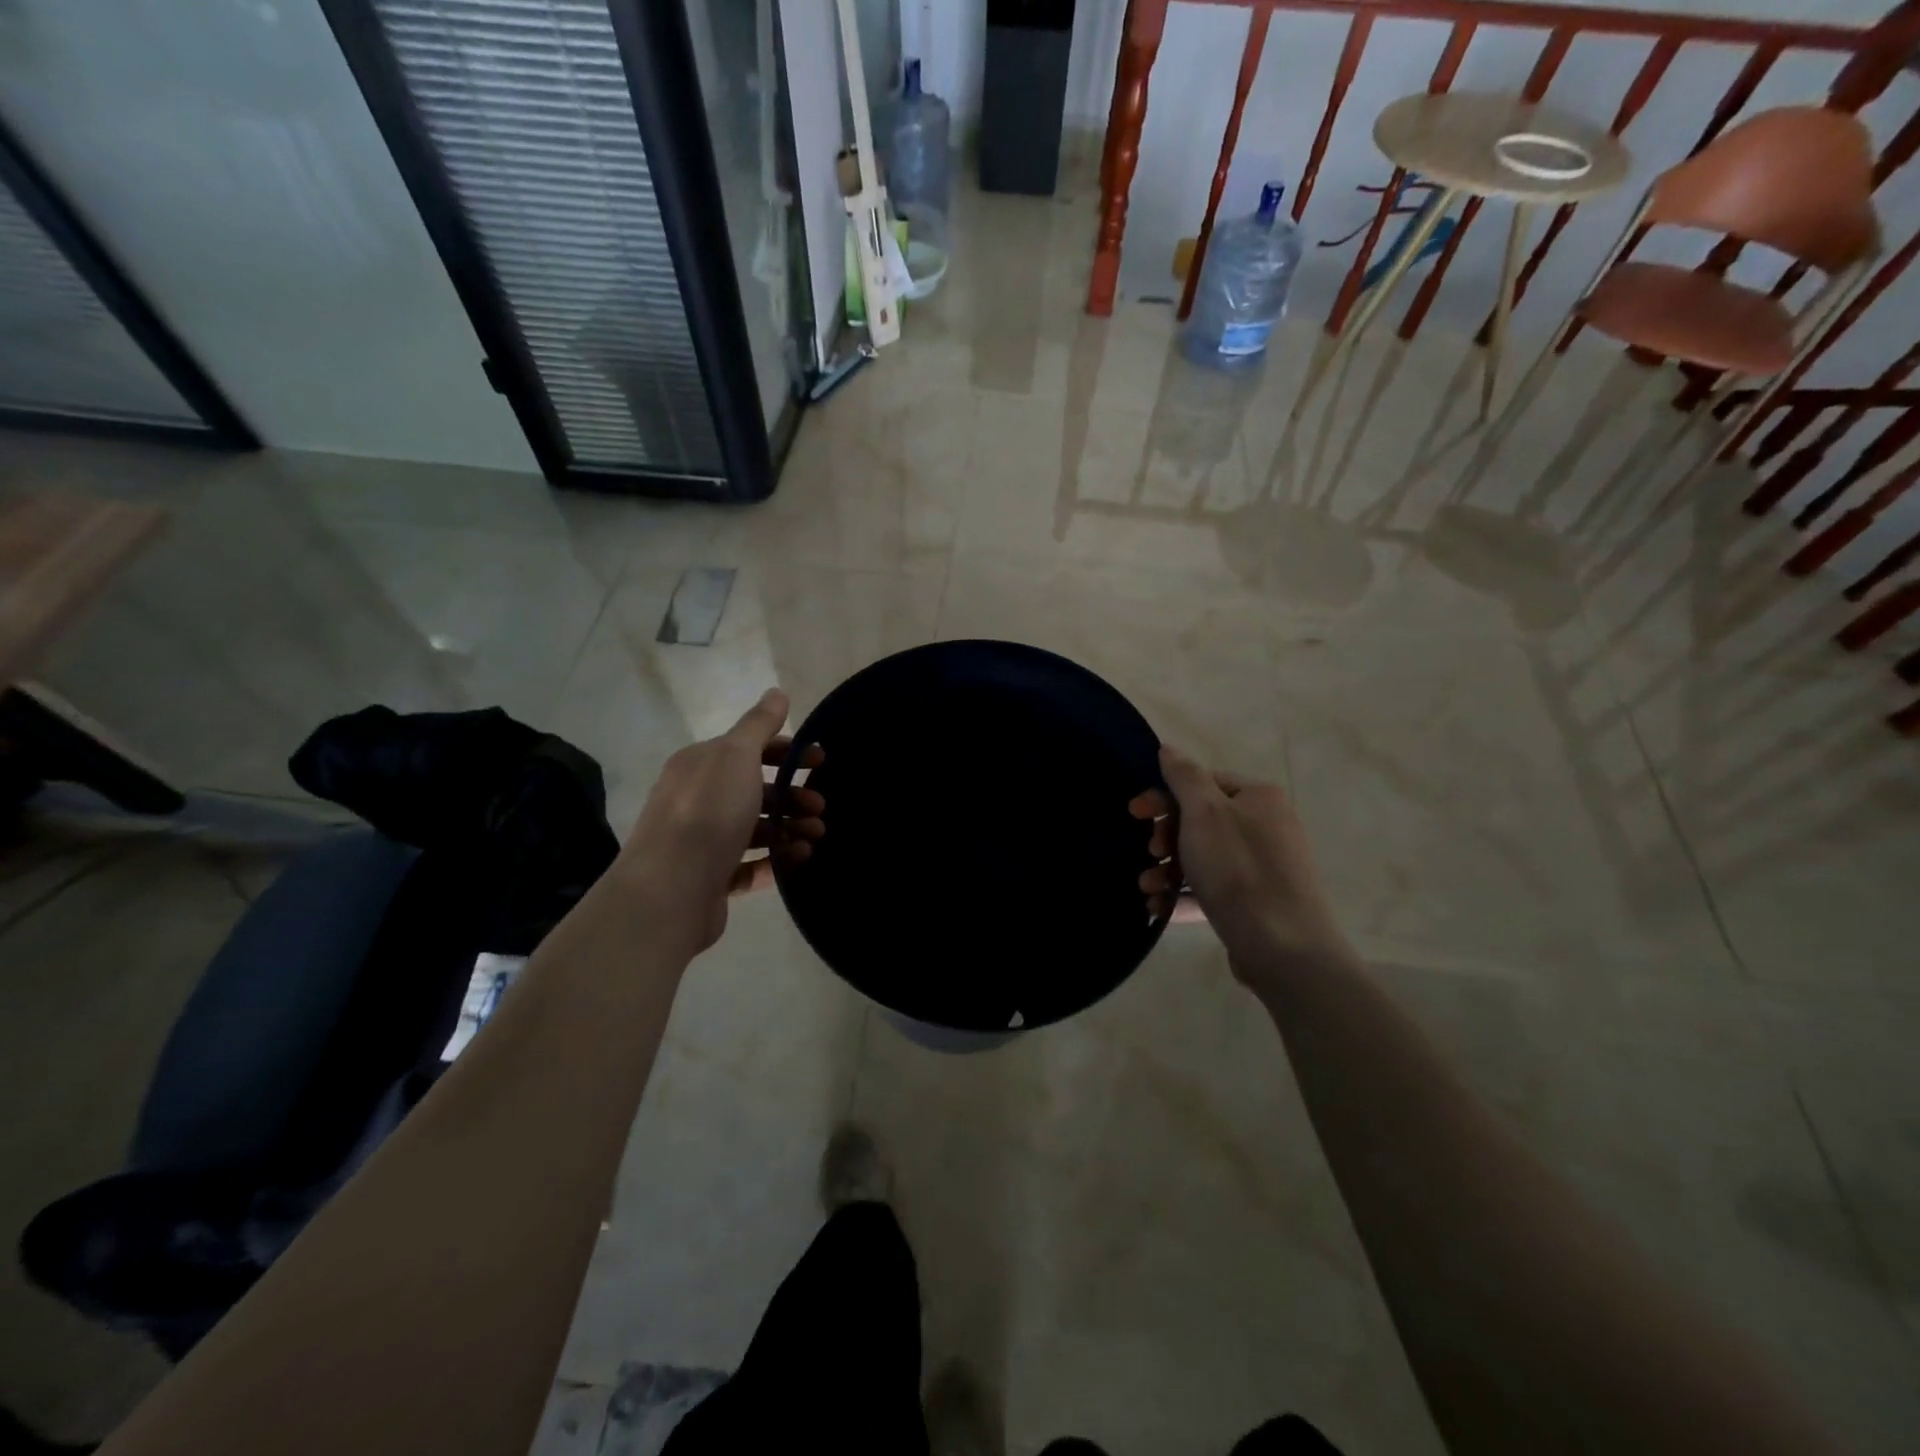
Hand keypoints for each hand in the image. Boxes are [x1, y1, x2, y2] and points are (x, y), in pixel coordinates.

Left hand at [618, 689, 823, 957]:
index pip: (749, 749)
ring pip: (755, 829)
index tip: (821, 762)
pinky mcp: (710, 879)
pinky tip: (798, 861)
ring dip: (789, 829)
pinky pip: (750, 865)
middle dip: (793, 796)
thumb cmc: (708, 812)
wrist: (670, 890)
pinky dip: (776, 861)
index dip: (787, 752)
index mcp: (701, 765)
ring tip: (815, 839)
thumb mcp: (736, 756)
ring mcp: (703, 842)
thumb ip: (758, 724)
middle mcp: (698, 799)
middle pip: (755, 791)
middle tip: (820, 808)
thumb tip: (776, 692)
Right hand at [1129, 745, 1350, 993]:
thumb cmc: (1239, 870)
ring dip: (1167, 870)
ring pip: (1202, 859)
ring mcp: (1262, 868)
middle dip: (1165, 838)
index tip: (1134, 814)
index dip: (1164, 796)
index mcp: (1258, 798)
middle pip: (1200, 821)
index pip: (1202, 783)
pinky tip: (1159, 909)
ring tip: (1147, 888)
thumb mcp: (1204, 813)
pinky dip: (1183, 896)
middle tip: (1150, 853)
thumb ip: (1184, 776)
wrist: (1284, 948)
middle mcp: (1265, 827)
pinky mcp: (1255, 904)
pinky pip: (1211, 891)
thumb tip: (1168, 748)